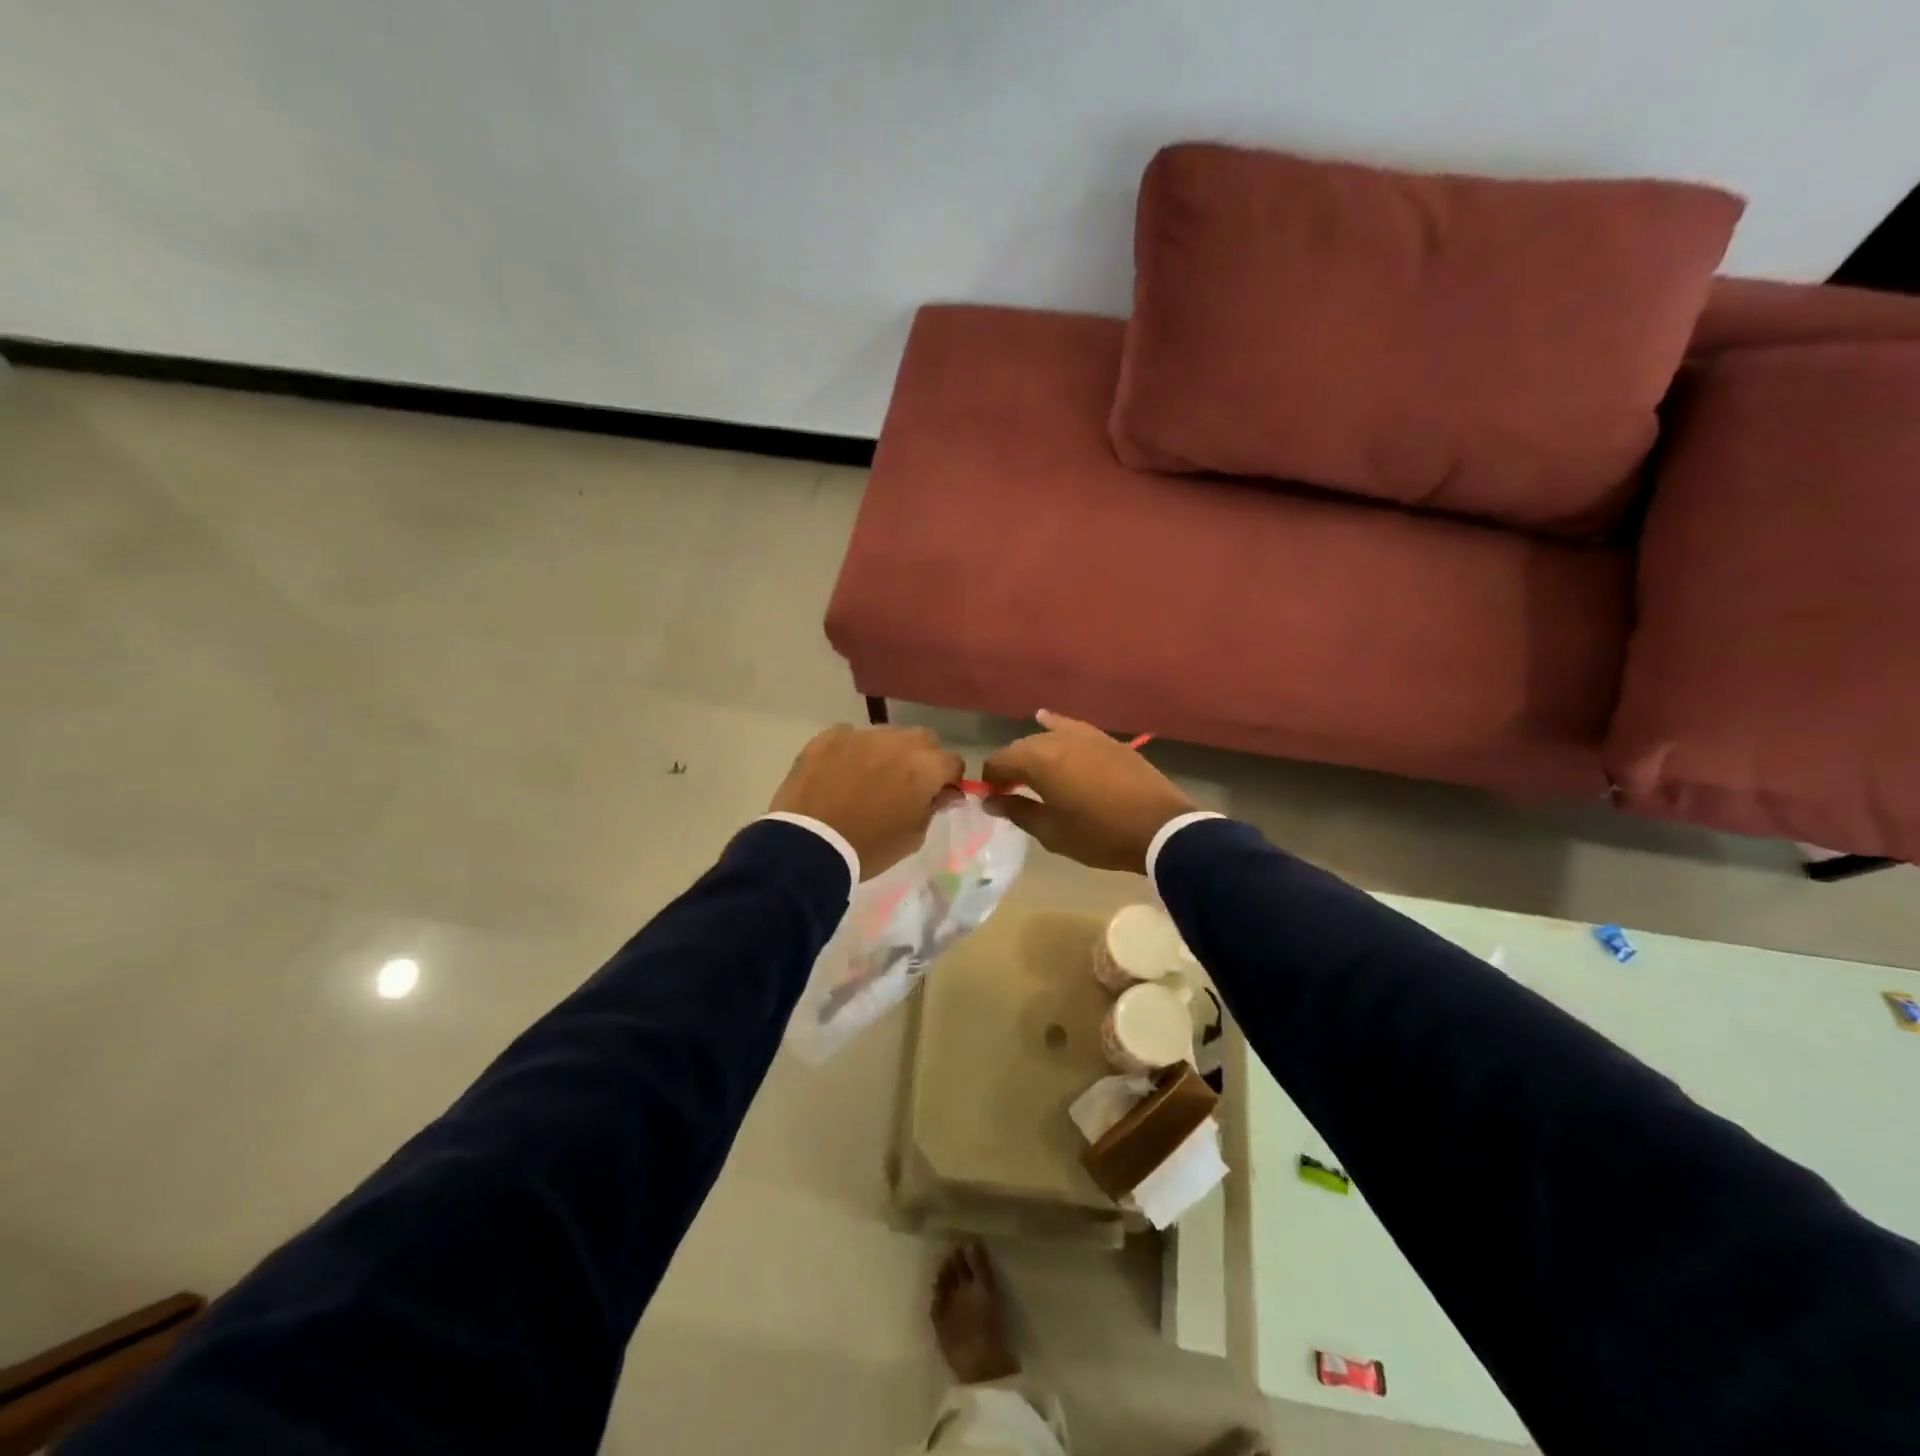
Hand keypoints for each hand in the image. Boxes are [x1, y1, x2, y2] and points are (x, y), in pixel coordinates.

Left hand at [769, 725, 965, 879]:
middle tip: (906, 783)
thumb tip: (944, 793)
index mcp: (924, 767)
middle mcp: (897, 742)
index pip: (953, 761)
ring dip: (887, 752)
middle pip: (923, 739)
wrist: (810, 845)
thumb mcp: (913, 836)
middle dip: (921, 758)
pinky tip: (841, 773)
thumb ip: (932, 807)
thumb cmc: (869, 847)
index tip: (937, 795)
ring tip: (870, 777)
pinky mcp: (829, 737)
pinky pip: (850, 737)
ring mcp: (861, 735)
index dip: (948, 779)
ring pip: (887, 734)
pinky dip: (852, 751)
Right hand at [980, 710, 1194, 873]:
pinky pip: (1072, 728)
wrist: (1159, 828)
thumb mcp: (1052, 832)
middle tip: (1011, 793)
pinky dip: (1056, 726)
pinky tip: (1045, 719)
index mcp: (1038, 760)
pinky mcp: (1106, 739)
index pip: (998, 761)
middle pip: (1020, 747)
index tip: (993, 800)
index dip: (990, 780)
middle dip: (1010, 768)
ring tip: (1035, 776)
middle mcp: (1057, 738)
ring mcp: (1085, 735)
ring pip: (1046, 738)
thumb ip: (1017, 811)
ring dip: (1034, 754)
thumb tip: (991, 800)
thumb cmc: (1099, 835)